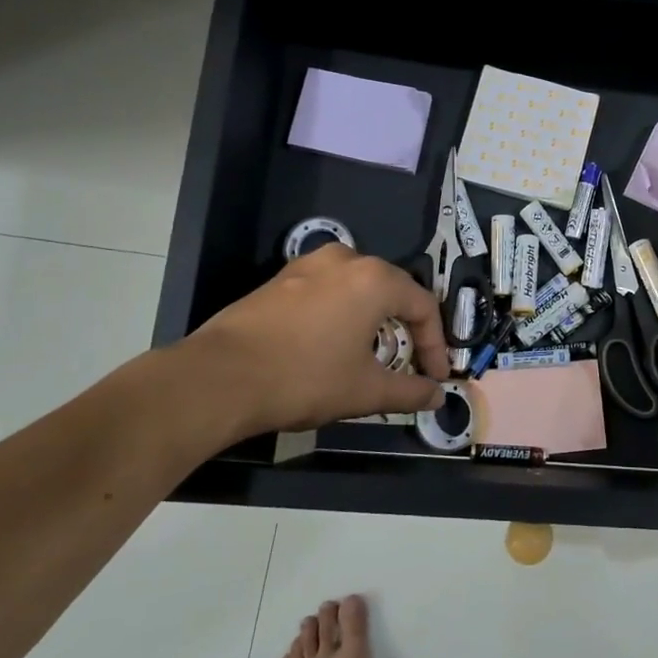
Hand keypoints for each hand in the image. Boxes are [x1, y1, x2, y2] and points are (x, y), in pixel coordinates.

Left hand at [170, 245, 449, 448]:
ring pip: (358, 288)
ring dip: (374, 319)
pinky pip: (327, 291)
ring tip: (374, 353)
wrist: (219, 378)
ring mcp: (308, 265)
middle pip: (392, 291)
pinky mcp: (279, 279)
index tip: (436, 378)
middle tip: (412, 363)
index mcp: (374, 279)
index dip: (436, 345)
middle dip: (407, 329)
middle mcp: (345, 260)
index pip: (423, 306)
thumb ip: (409, 391)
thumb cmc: (305, 378)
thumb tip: (438, 397)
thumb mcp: (366, 391)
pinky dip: (342, 315)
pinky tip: (333, 344)